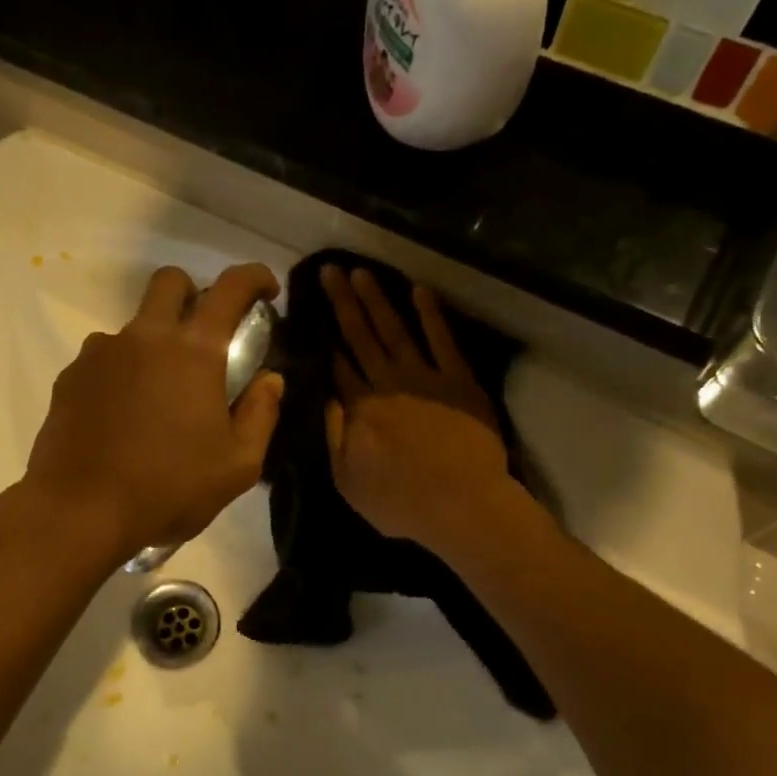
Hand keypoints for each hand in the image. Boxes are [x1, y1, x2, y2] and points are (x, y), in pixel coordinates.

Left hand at [25, 263, 284, 555]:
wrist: (80, 511)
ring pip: (133, 325)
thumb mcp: (237, 465)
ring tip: (157, 395)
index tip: (265, 291)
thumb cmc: (169, 489)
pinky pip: (103, 358)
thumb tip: (270, 379)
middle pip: (169, 283)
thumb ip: (261, 414)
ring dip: (153, 343)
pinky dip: (121, 373)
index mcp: (194, 351)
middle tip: (204, 335)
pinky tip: (122, 416)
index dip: (254, 277)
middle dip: (193, 293)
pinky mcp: (71, 377)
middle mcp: (145, 337)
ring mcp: (101, 353)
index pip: (231, 288)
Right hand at [320, 266, 515, 556]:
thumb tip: (325, 398)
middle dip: (344, 303)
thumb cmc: (402, 502)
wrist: (462, 505)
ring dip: (377, 300)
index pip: (339, 366)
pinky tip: (419, 290)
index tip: (313, 310)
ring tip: (360, 272)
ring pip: (396, 330)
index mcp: (361, 410)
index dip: (326, 338)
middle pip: (361, 337)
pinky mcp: (459, 380)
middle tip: (329, 270)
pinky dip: (431, 315)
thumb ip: (334, 437)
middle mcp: (388, 385)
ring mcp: (425, 378)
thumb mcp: (348, 482)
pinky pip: (443, 340)